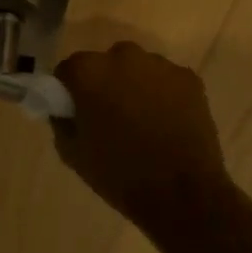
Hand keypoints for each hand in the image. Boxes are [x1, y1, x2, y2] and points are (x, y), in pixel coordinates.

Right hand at [53, 42, 235, 240]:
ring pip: (137, 69)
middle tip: (110, 117)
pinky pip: (165, 80)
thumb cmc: (120, 175)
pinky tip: (167, 123)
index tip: (77, 113)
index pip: (69, 70)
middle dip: (104, 84)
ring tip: (143, 122)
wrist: (182, 196)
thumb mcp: (73, 154)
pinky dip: (163, 95)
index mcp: (89, 71)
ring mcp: (160, 65)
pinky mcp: (188, 78)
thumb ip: (62, 121)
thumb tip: (65, 108)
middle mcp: (123, 56)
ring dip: (134, 86)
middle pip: (105, 64)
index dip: (69, 91)